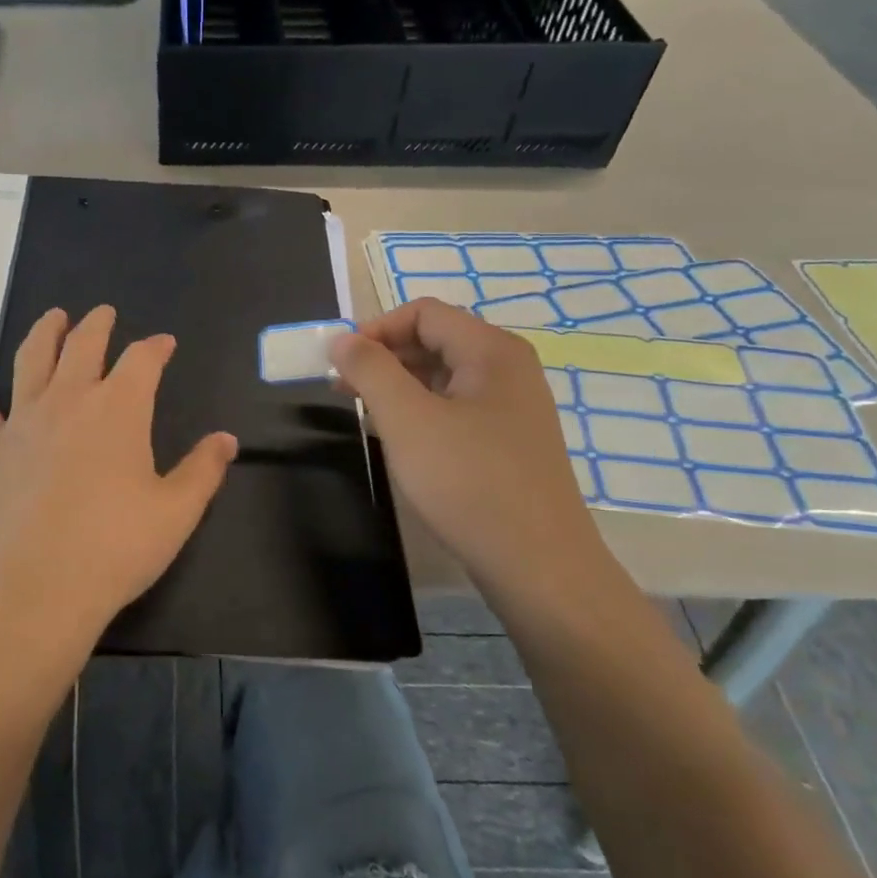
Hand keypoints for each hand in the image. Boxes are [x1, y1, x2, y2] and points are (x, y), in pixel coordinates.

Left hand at [0, 305, 237, 661]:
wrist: (34, 590)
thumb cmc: (114, 549)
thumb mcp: (176, 513)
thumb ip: (203, 470)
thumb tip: (226, 439)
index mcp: (120, 409)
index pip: (142, 361)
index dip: (156, 348)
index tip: (164, 344)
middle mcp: (69, 400)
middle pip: (84, 346)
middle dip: (98, 325)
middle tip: (104, 313)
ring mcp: (23, 420)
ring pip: (32, 359)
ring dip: (45, 332)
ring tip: (53, 317)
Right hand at [329, 299, 611, 608]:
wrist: (538, 565)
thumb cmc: (468, 482)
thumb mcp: (407, 420)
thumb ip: (370, 370)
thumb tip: (342, 339)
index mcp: (491, 350)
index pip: (423, 312)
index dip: (375, 328)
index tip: (339, 363)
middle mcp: (509, 369)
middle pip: (436, 339)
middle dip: (383, 356)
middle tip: (343, 389)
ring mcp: (514, 407)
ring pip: (445, 376)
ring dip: (399, 385)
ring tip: (365, 414)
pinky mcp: (510, 442)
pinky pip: (458, 407)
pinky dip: (422, 411)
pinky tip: (402, 439)